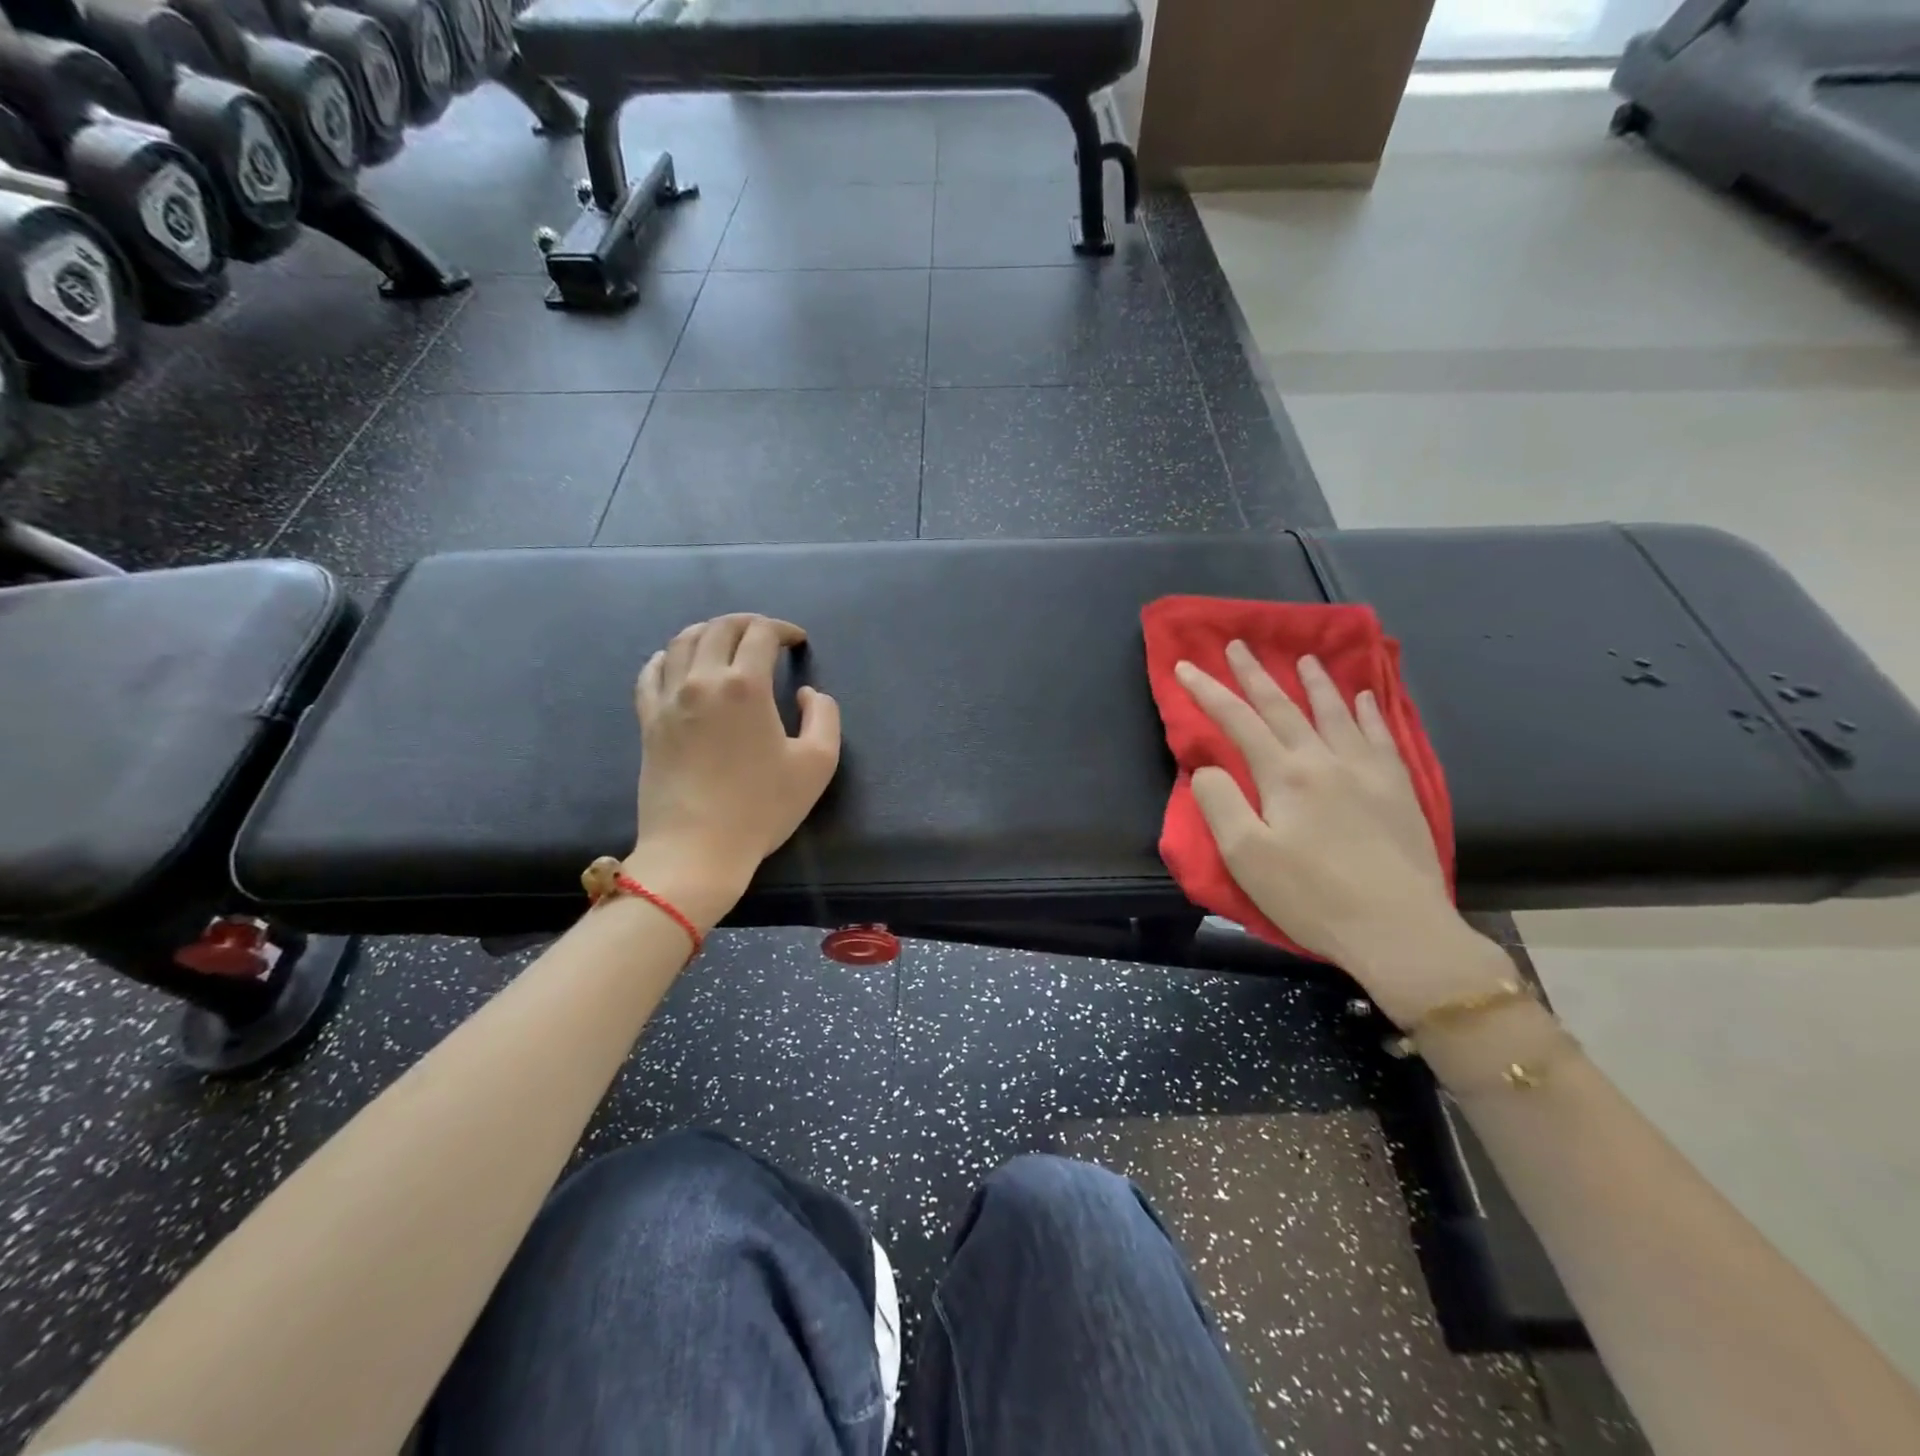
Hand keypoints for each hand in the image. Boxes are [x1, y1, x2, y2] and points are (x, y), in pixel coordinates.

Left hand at [625, 614, 840, 926]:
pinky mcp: (648, 721)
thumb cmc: (762, 808)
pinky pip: (651, 672)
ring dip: (709, 632)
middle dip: (748, 623)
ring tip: (727, 641)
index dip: (783, 629)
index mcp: (744, 686)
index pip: (761, 634)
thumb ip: (824, 716)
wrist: (697, 849)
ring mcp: (669, 699)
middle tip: (767, 635)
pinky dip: (669, 656)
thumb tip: (808, 693)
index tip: (797, 640)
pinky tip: (678, 662)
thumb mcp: (817, 763)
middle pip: (719, 628)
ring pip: (682, 642)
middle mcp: (701, 681)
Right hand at [1175, 644, 1503, 1025]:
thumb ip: (1220, 804)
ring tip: (1302, 658)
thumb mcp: (1247, 857)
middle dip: (1255, 675)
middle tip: (1238, 644)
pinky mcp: (1398, 788)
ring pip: (1334, 713)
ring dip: (1314, 683)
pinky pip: (1379, 735)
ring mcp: (1367, 771)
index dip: (1208, 692)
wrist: (1399, 930)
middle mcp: (1325, 760)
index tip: (1185, 665)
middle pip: (1283, 707)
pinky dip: (1366, 711)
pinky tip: (1363, 697)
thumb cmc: (1312, 897)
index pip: (1237, 721)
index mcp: (1284, 776)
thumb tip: (1208, 767)